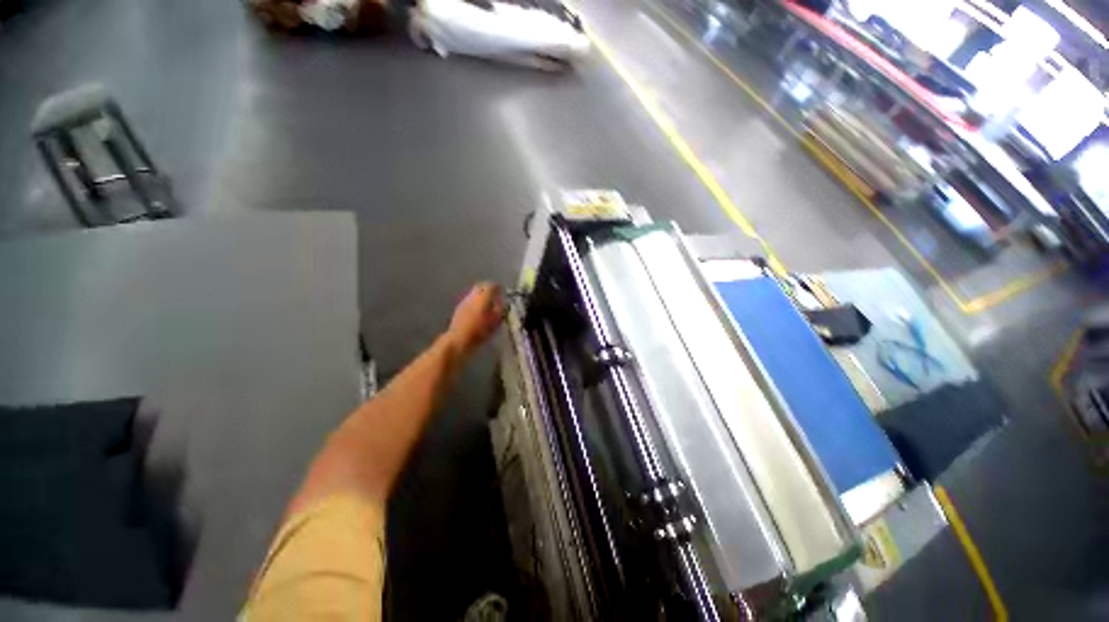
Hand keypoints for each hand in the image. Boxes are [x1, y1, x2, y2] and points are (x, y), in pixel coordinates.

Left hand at [446, 282, 504, 355]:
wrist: (459, 339)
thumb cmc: (480, 331)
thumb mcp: (496, 321)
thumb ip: (500, 309)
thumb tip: (501, 302)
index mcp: (483, 297)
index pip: (491, 285)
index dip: (497, 287)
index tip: (502, 290)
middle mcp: (473, 296)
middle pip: (481, 286)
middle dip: (488, 288)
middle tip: (495, 294)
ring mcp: (464, 301)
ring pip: (474, 293)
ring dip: (481, 295)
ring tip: (488, 302)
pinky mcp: (459, 308)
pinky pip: (469, 300)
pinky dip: (475, 301)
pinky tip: (479, 310)